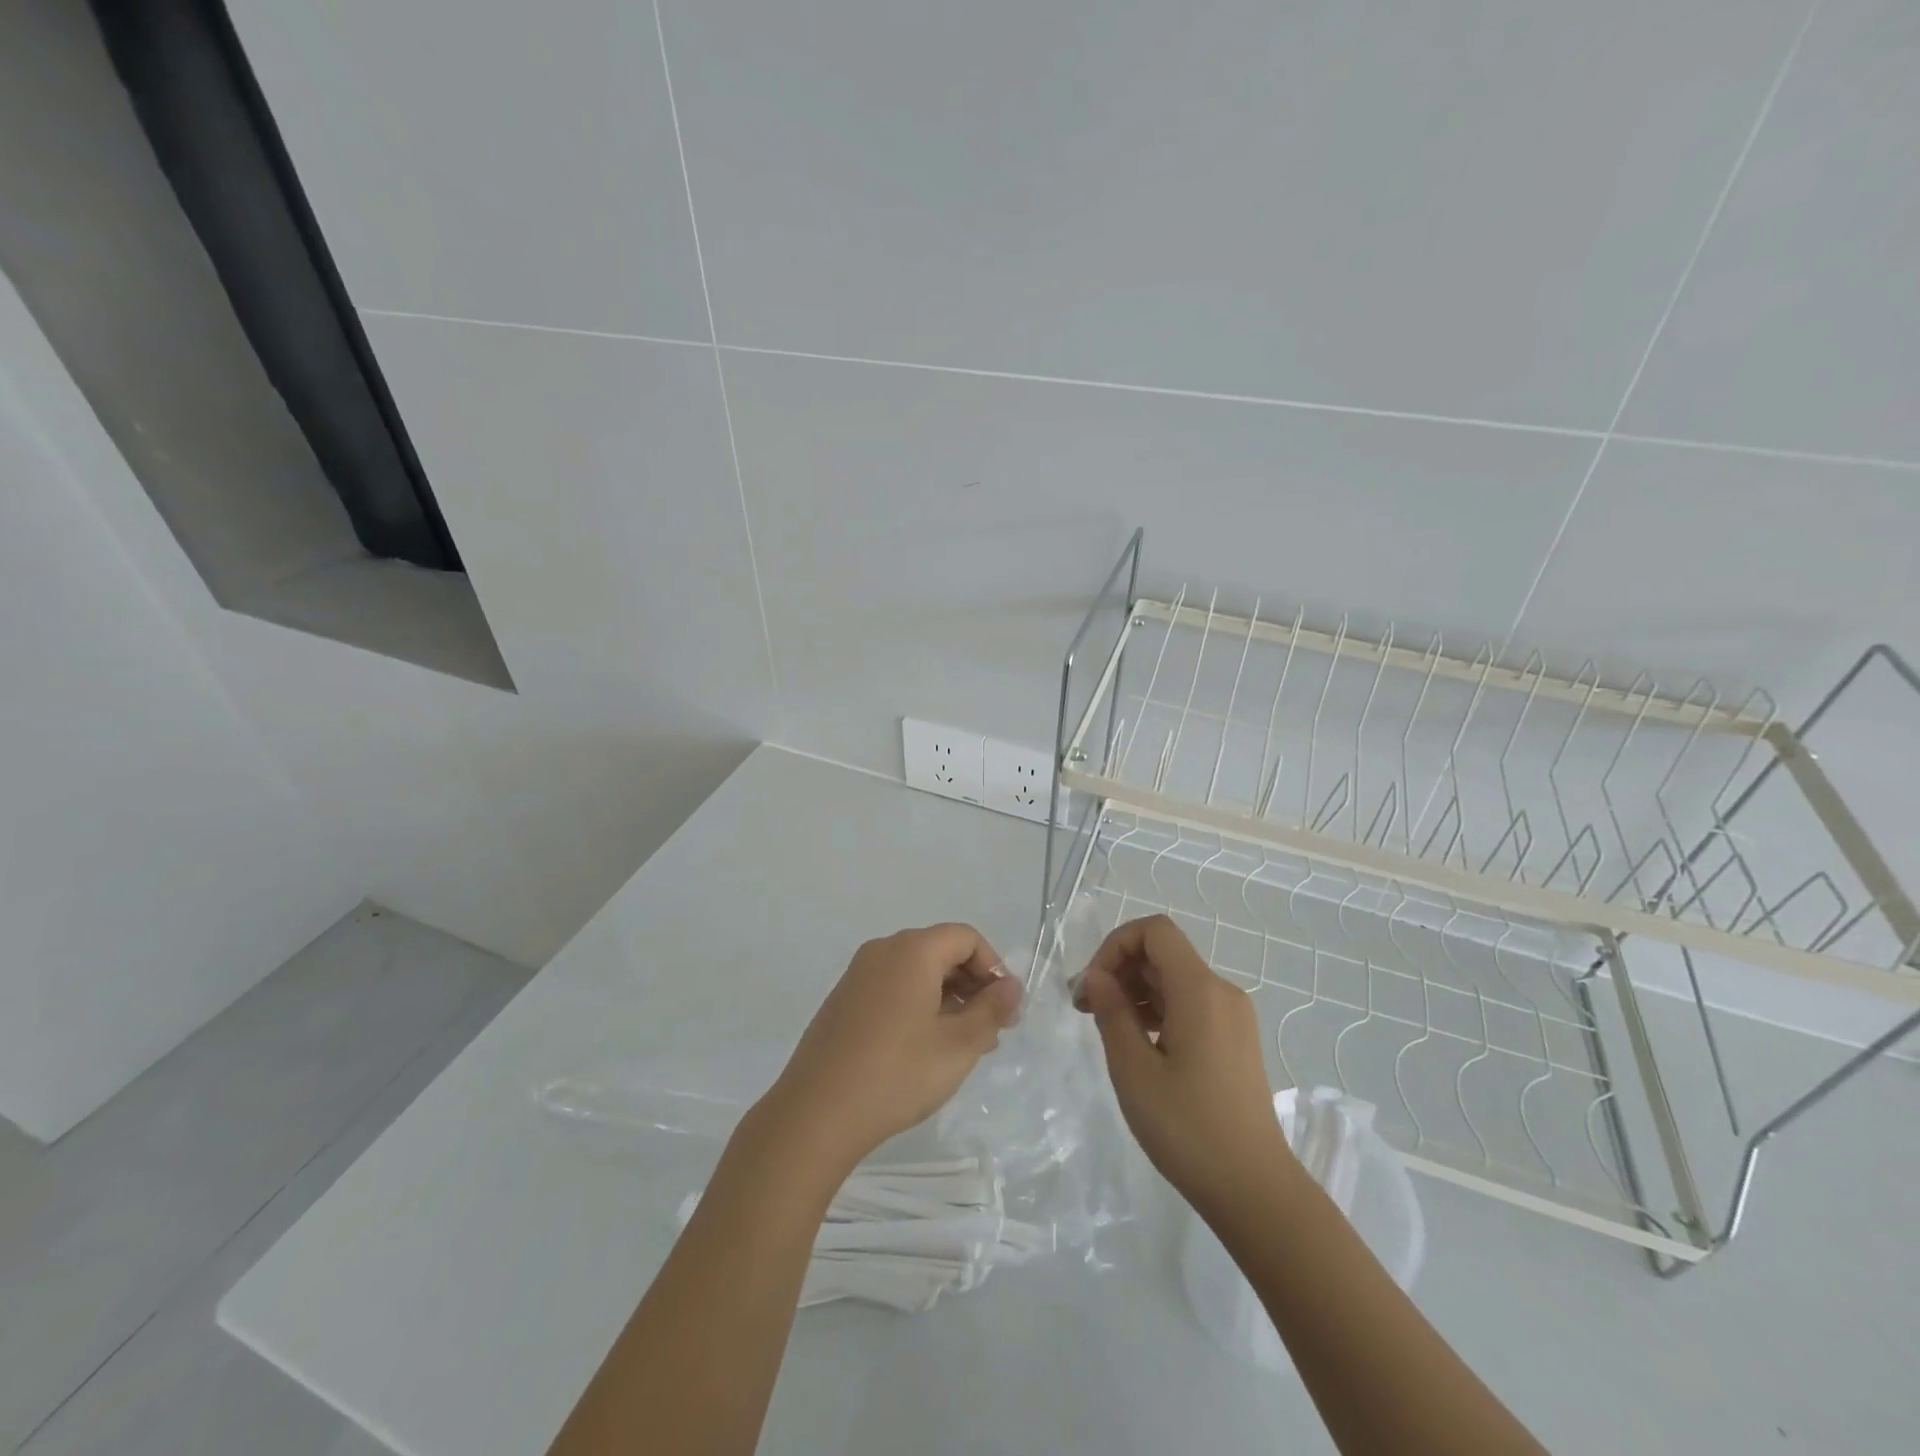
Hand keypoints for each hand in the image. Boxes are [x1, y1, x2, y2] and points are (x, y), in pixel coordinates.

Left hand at [758, 924, 1022, 1176]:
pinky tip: (925, 1050)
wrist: (816, 1113)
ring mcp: (858, 975)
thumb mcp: (958, 1045)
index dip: (993, 968)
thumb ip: (991, 1009)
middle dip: (972, 986)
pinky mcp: (843, 1001)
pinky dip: (918, 1007)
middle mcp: (883, 951)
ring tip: (963, 1047)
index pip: (966, 938)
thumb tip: (1010, 986)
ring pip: (917, 973)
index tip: (1005, 1010)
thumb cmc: (897, 1073)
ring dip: (948, 1000)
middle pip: (941, 951)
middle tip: (991, 1032)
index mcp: (912, 950)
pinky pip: (893, 989)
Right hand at [1074, 914, 1290, 1217]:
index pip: (1154, 931)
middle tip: (1086, 1010)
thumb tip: (1097, 976)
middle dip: (1119, 970)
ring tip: (1108, 1031)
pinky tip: (1140, 1045)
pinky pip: (1190, 1004)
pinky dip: (1158, 1010)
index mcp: (1199, 990)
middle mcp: (1221, 991)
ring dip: (1136, 991)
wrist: (1255, 1190)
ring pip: (1175, 979)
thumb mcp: (1134, 1069)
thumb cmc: (1188, 1128)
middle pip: (1163, 953)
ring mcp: (1233, 1016)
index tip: (1092, 986)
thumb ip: (1112, 1012)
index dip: (1115, 945)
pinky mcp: (1236, 1039)